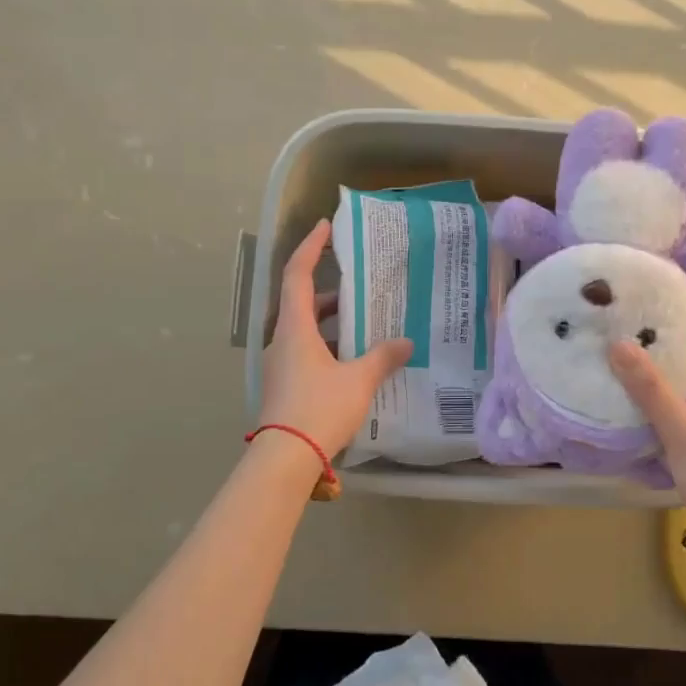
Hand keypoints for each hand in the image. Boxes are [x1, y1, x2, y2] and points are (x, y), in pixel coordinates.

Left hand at [258, 219, 412, 456]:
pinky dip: (329, 346)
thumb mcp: (359, 380)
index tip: (325, 226)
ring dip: (332, 322)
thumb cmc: (319, 409)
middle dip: (332, 291)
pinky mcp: (285, 385)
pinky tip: (354, 361)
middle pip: (303, 302)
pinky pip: (307, 352)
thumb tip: (406, 342)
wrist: (284, 459)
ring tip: (365, 324)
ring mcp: (280, 365)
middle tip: (362, 286)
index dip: (310, 247)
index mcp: (295, 328)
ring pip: (305, 330)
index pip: (298, 275)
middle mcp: (282, 341)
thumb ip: (382, 357)